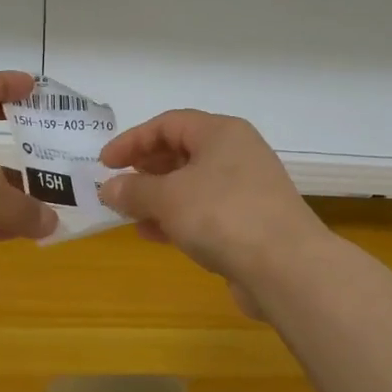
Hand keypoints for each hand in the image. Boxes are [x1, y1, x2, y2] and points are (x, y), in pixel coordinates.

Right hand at [98, 110, 328, 316]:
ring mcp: (246, 188)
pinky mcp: (250, 222)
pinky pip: (205, 211)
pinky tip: (154, 235)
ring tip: (129, 214)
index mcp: (220, 132)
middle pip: (181, 152)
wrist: (286, 267)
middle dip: (145, 169)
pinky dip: (178, 218)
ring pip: (192, 184)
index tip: (105, 163)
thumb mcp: (167, 198)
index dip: (132, 140)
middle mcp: (236, 153)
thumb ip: (134, 190)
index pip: (168, 124)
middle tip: (119, 186)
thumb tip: (109, 188)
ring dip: (158, 198)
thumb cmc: (222, 215)